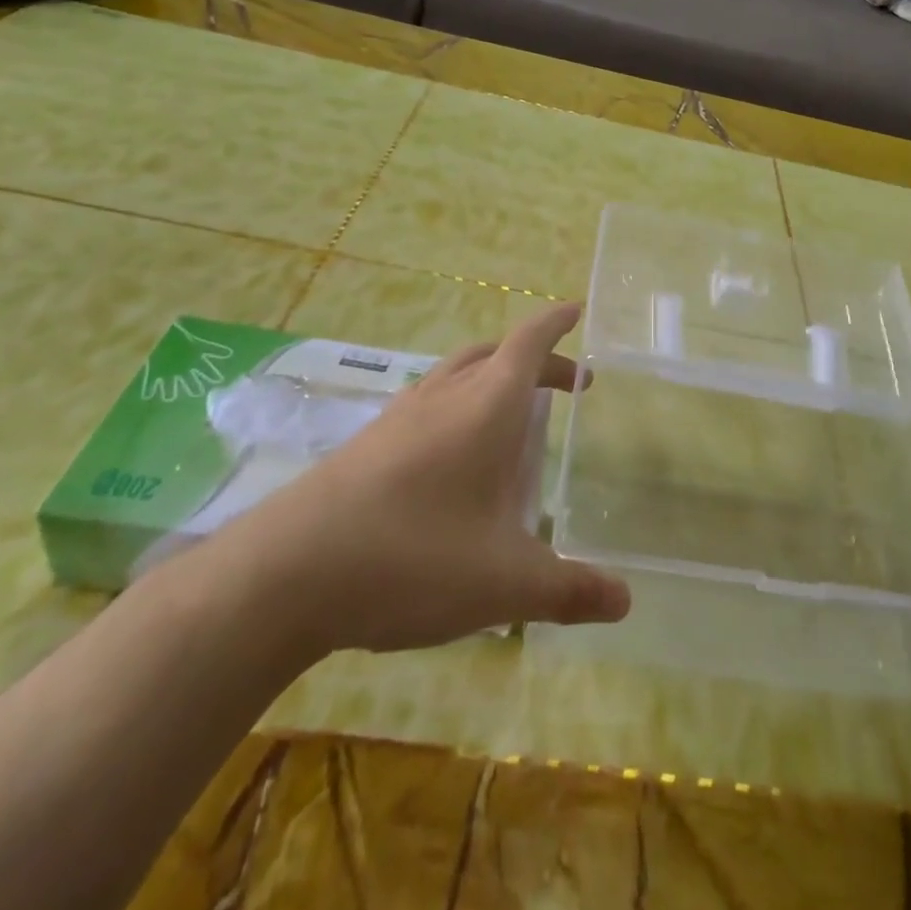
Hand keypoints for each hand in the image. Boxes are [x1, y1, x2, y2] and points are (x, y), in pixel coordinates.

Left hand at [201, 303, 630, 658]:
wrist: (284, 573)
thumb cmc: (413, 557)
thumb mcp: (504, 583)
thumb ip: (569, 589)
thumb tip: (625, 600)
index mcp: (487, 406)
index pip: (529, 342)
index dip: (556, 323)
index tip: (576, 310)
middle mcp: (444, 396)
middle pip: (496, 354)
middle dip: (536, 360)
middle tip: (566, 384)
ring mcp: (400, 416)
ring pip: (455, 374)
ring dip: (492, 378)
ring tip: (511, 417)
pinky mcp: (366, 444)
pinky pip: (425, 403)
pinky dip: (455, 407)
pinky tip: (451, 459)